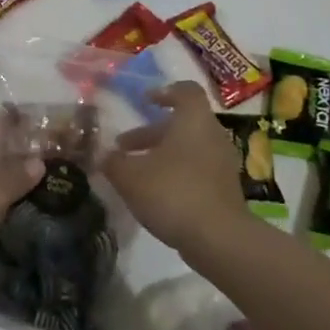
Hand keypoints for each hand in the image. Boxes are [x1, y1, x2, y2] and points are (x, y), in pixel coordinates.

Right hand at [102, 81, 247, 252]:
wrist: (218, 238)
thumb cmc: (172, 192)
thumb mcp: (130, 176)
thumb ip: (113, 162)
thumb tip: (104, 155)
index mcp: (193, 120)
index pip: (186, 91)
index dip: (164, 92)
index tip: (145, 101)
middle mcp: (213, 135)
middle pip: (182, 123)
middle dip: (151, 132)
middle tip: (124, 146)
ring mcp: (222, 163)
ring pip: (188, 148)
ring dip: (161, 155)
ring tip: (134, 173)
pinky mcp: (225, 189)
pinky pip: (197, 170)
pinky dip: (175, 173)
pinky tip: (154, 193)